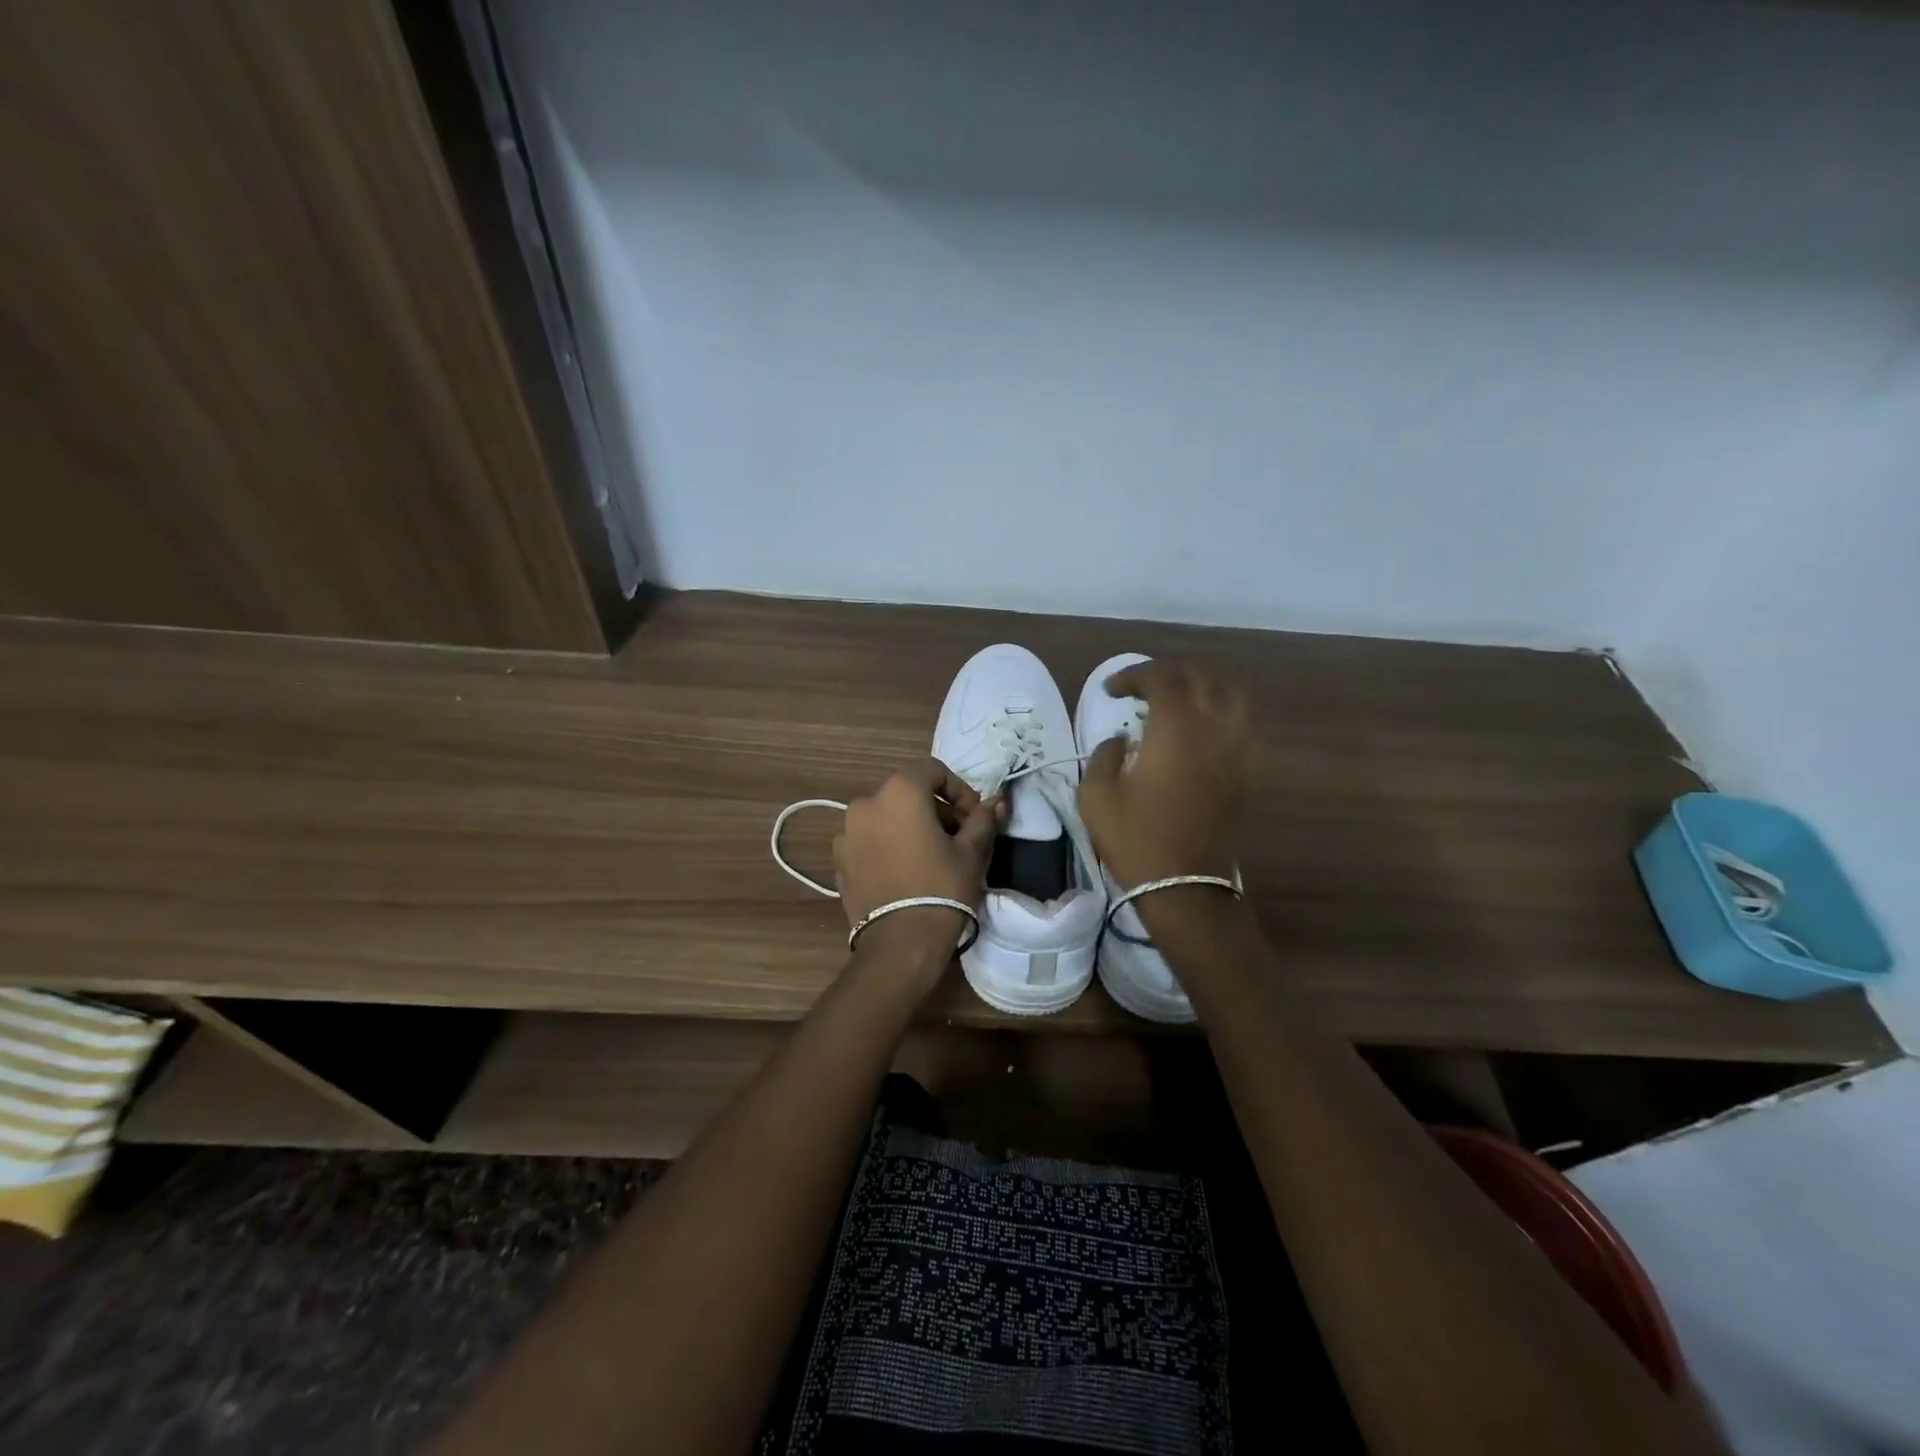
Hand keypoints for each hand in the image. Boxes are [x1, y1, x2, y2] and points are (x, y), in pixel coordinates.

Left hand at [834, 758, 1003, 979]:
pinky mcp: (839, 860)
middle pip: (906, 792)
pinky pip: (868, 840)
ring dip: (908, 825)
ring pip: (885, 816)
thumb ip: (983, 820)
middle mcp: (866, 803)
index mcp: (899, 792)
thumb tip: (998, 802)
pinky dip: (887, 844)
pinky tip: (904, 871)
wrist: (900, 943)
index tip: (973, 816)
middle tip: (957, 836)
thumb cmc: (941, 888)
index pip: (931, 770)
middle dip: (934, 808)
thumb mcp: (971, 852)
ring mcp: (846, 832)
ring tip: (930, 855)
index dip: (958, 789)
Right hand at [1078, 659, 1249, 888]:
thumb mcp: (1096, 794)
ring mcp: (1236, 749)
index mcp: (1175, 727)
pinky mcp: (1246, 771)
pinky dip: (1220, 713)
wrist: (1184, 884)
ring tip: (1176, 701)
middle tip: (1139, 689)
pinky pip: (1241, 724)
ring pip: (1229, 695)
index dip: (1133, 675)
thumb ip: (1105, 754)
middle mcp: (1212, 728)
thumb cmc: (1135, 838)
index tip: (1111, 690)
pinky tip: (1200, 730)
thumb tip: (1122, 741)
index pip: (1161, 678)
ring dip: (1200, 688)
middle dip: (1166, 674)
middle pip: (1198, 678)